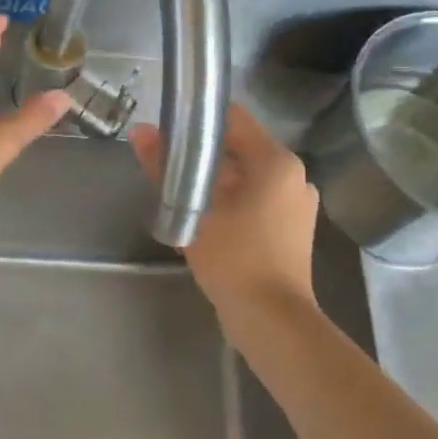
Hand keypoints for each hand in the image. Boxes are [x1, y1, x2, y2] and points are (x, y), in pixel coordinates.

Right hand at [131, 104, 319, 323]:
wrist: (271, 319)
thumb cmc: (234, 258)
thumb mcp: (192, 211)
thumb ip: (164, 168)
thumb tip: (140, 132)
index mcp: (277, 162)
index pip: (234, 119)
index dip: (199, 119)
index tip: (169, 129)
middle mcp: (294, 176)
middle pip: (240, 149)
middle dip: (202, 156)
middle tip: (166, 166)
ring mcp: (297, 204)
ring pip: (247, 178)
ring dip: (215, 183)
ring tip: (179, 195)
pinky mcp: (293, 229)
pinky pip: (257, 201)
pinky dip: (232, 203)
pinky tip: (204, 220)